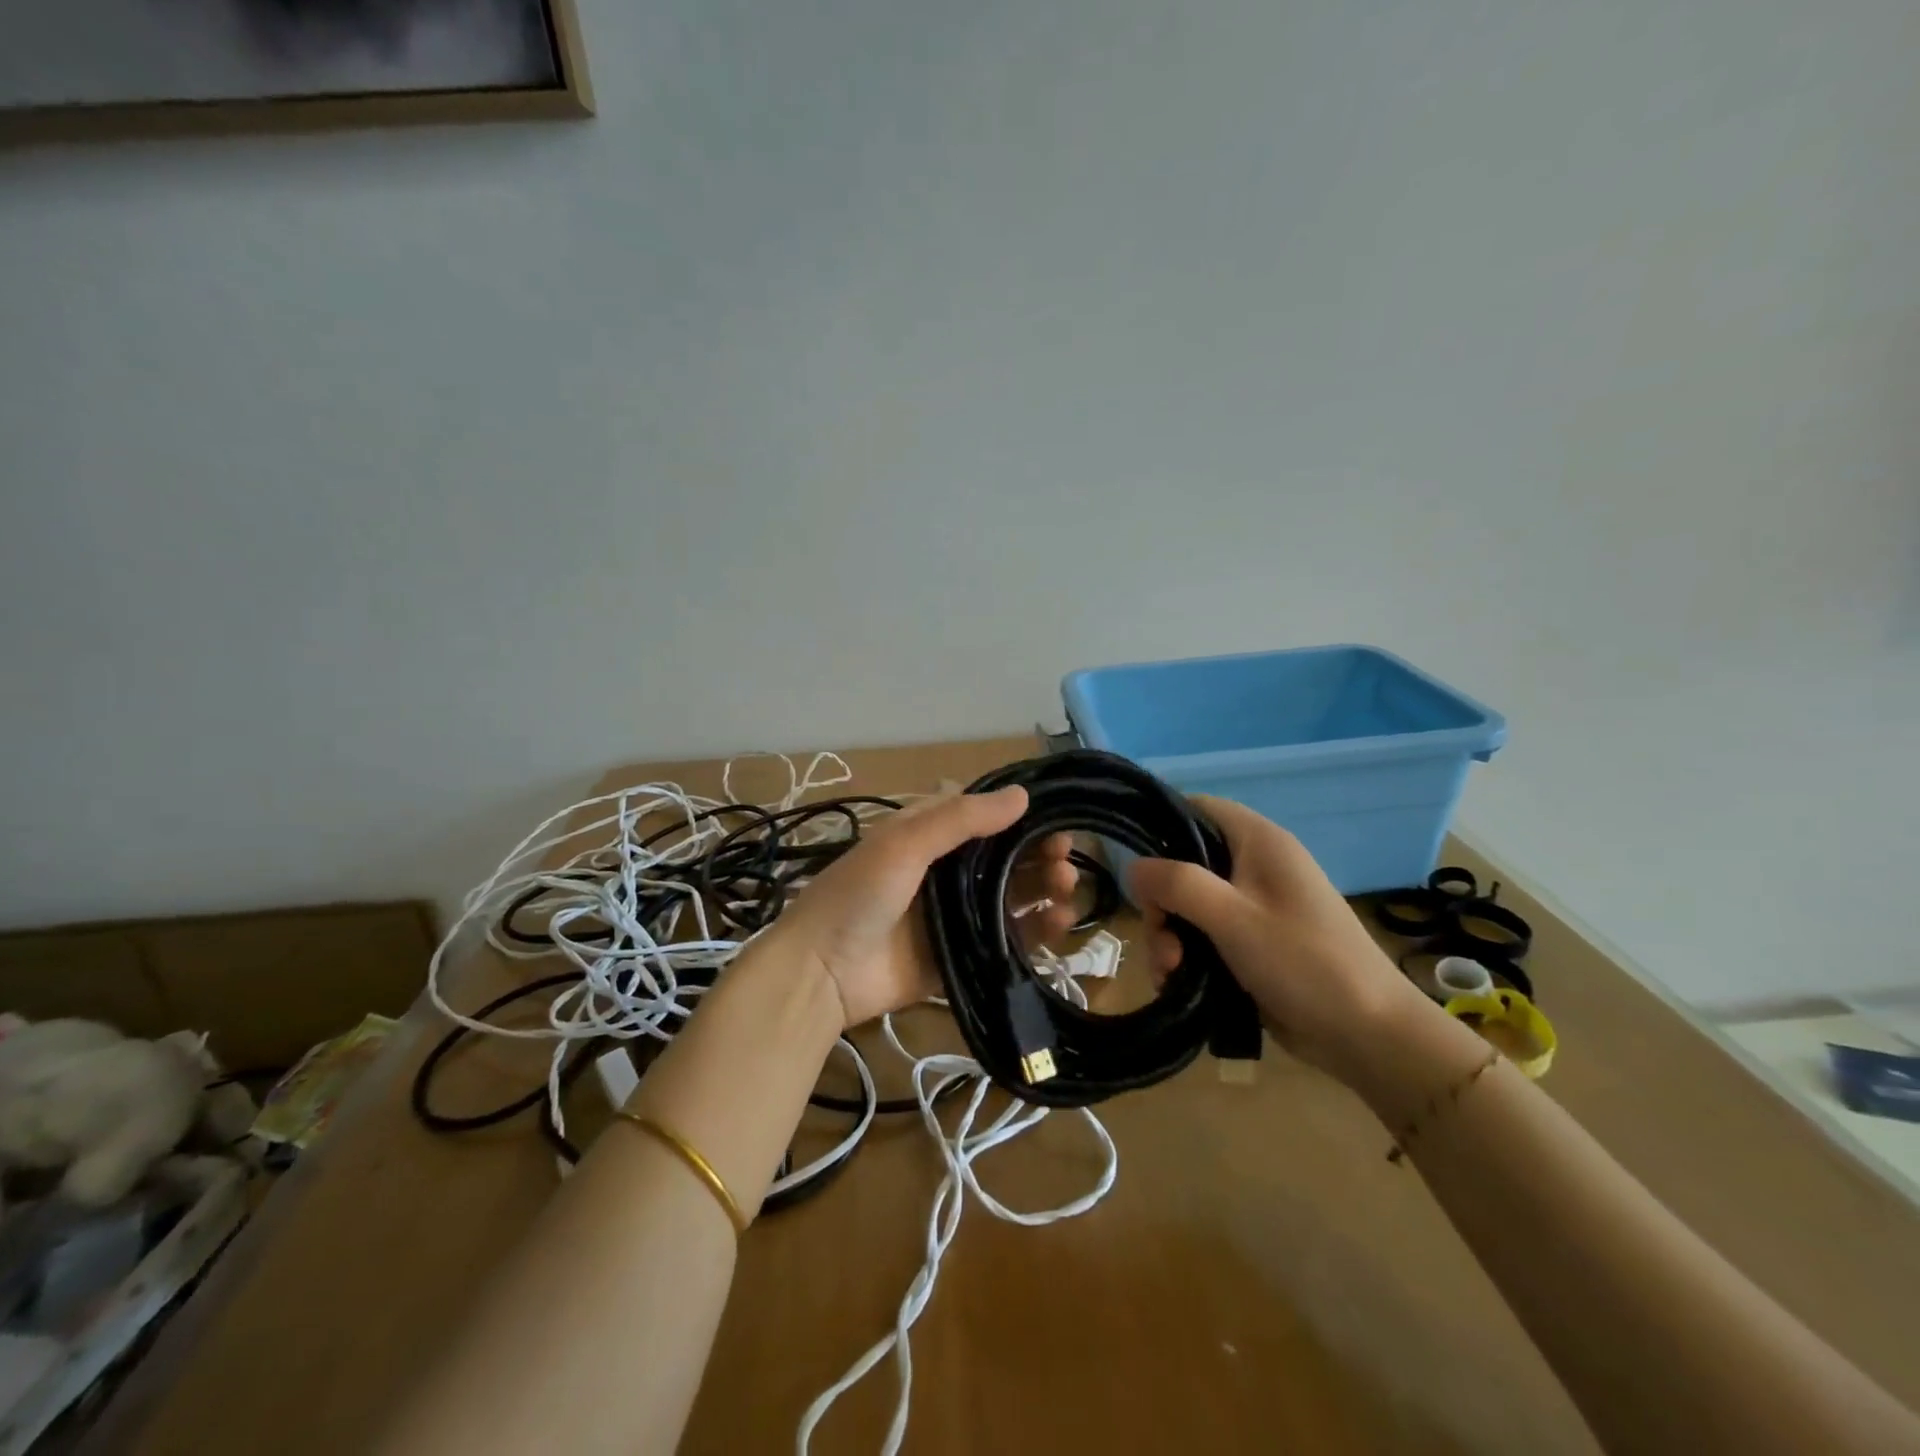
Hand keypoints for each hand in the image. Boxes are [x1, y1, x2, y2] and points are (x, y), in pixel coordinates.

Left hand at [762, 787, 1079, 1029]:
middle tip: (1065, 858)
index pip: (982, 816)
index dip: (1018, 814)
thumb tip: (1022, 795)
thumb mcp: (904, 843)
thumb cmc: (859, 895)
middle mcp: (944, 871)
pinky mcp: (960, 955)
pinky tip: (1059, 923)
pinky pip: (1005, 939)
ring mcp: (953, 914)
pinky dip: (1035, 931)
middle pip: (1003, 856)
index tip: (1054, 817)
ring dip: (1042, 888)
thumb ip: (962, 819)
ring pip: (1010, 896)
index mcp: (927, 835)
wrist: (820, 973)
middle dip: (1037, 853)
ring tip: (1067, 888)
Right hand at [1129, 796, 1430, 1086]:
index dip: (1161, 826)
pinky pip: (1204, 936)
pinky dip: (1186, 956)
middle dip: (1163, 904)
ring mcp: (1254, 906)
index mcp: (1259, 842)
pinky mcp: (1253, 943)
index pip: (1196, 808)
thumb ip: (1176, 884)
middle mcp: (1255, 866)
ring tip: (1171, 974)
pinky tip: (1178, 984)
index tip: (1139, 866)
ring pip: (1189, 905)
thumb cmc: (1303, 962)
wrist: (1369, 1035)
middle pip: (1184, 864)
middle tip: (1161, 938)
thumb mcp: (1232, 917)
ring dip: (1170, 937)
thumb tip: (1132, 867)